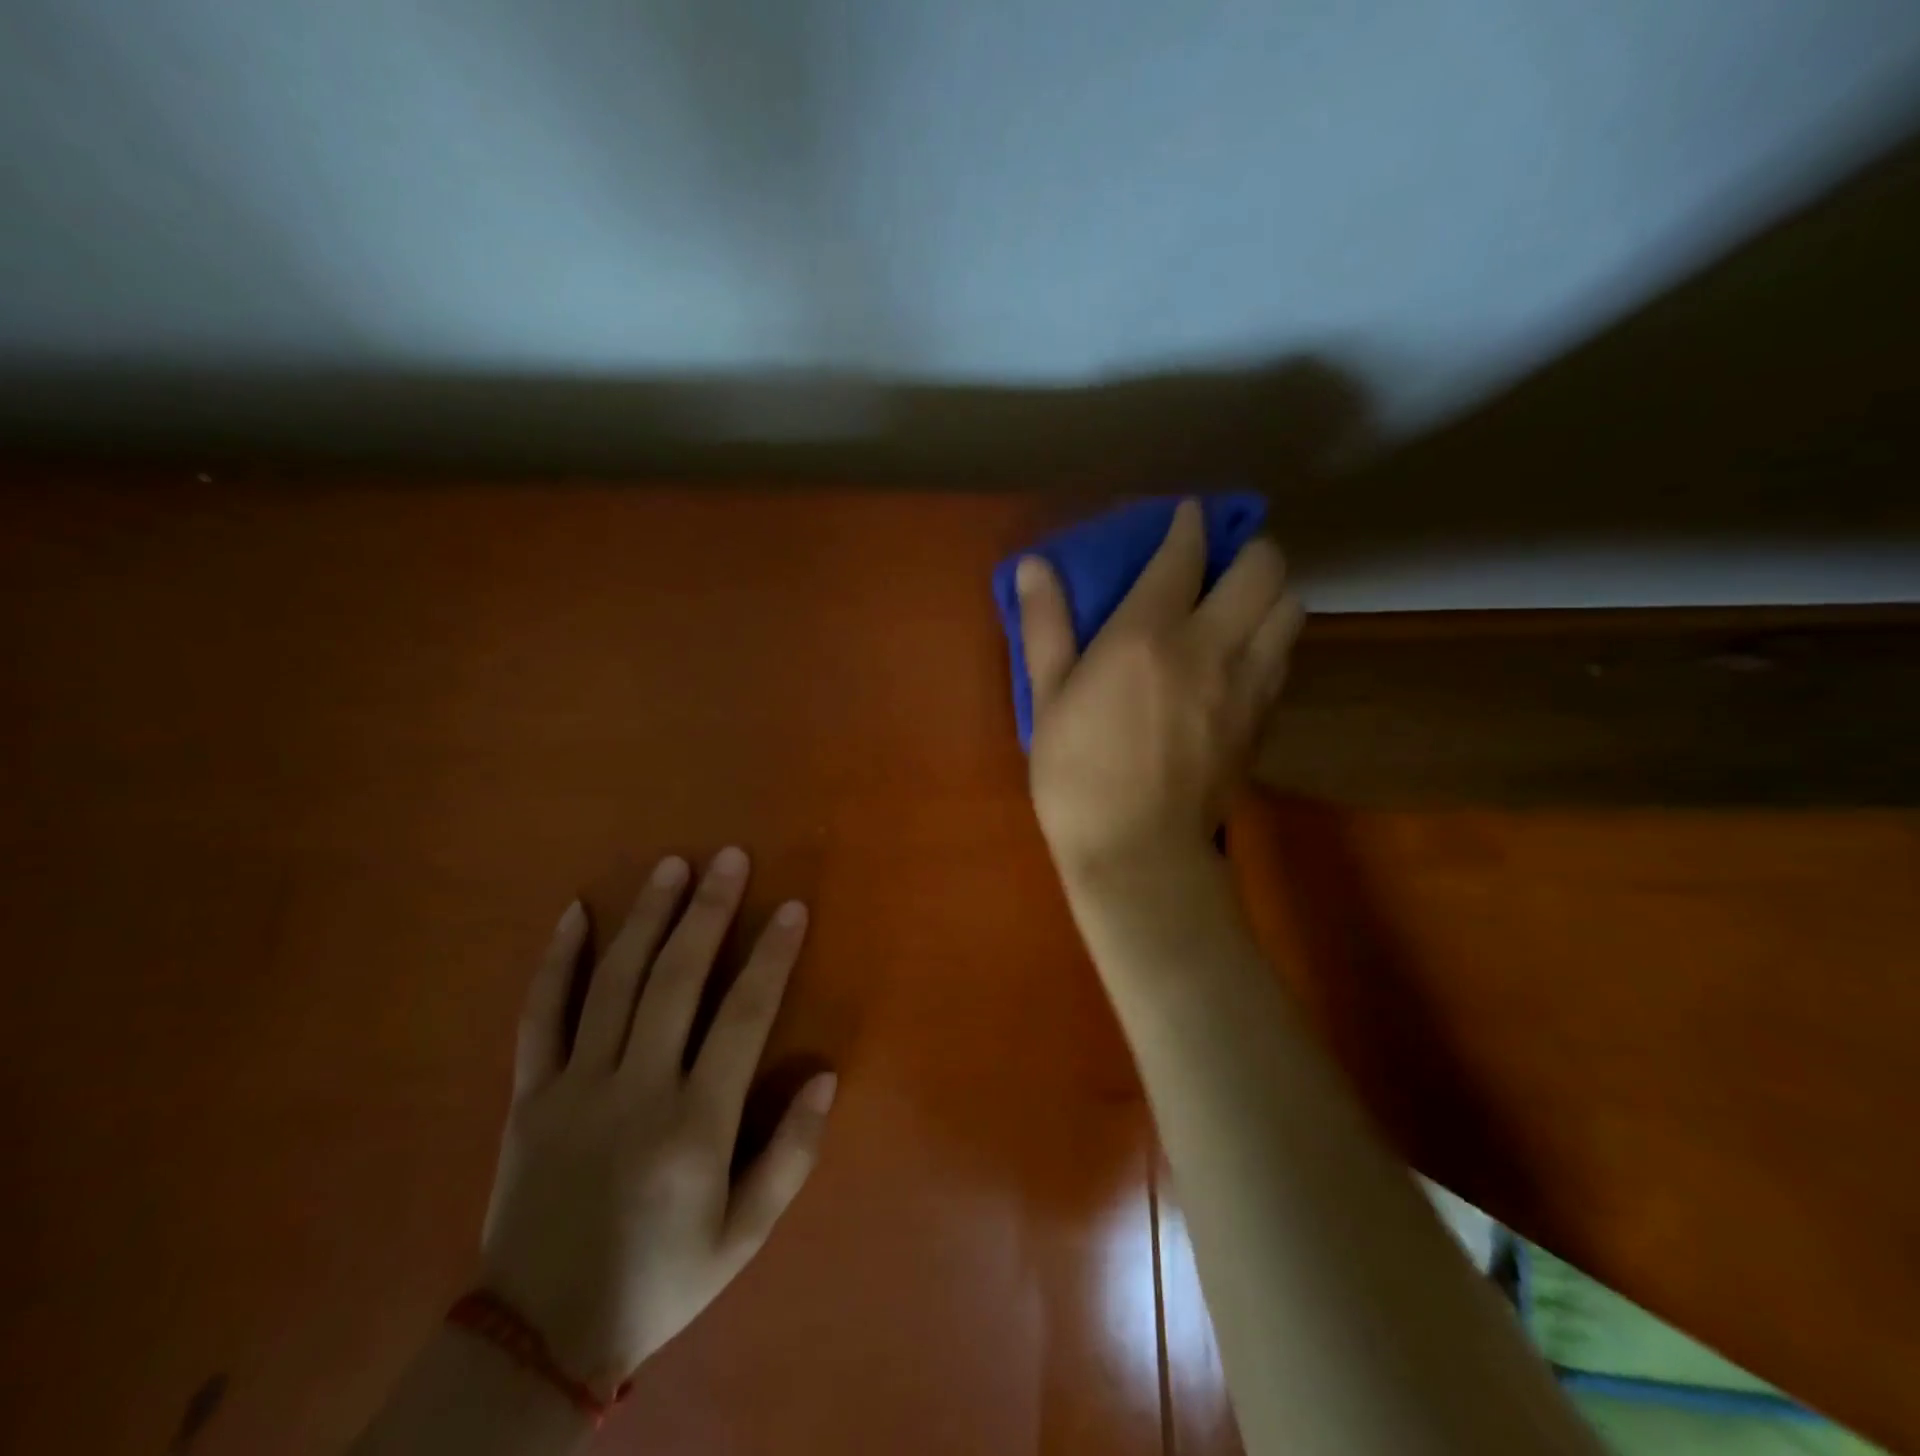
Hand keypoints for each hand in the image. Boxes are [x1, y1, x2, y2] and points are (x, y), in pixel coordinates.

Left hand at [479, 849, 835, 1391]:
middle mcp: (635, 1090)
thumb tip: (825, 1075)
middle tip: (730, 857)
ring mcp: (575, 1088)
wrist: (538, 1339)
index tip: (791, 908)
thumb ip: (791, 1154)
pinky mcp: (529, 1096)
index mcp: (694, 1124)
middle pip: (675, 980)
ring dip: (646, 917)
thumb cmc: (661, 1278)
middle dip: (708, 912)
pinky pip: (539, 1016)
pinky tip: (575, 913)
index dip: (771, 956)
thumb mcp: (744, 1236)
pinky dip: (556, 961)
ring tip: (672, 866)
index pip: (743, 1017)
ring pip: (612, 983)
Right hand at [1017, 500, 1302, 881]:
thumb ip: (1046, 625)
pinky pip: (1285, 657)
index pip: (1185, 553)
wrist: (1139, 853)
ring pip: (1290, 609)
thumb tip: (1034, 565)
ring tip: (1237, 606)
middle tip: (1220, 560)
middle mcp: (1211, 645)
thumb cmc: (1078, 776)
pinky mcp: (1264, 719)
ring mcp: (1248, 683)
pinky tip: (1241, 657)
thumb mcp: (1047, 700)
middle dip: (1247, 548)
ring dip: (1269, 593)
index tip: (1187, 515)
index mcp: (1148, 634)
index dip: (1189, 524)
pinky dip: (1271, 639)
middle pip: (1263, 568)